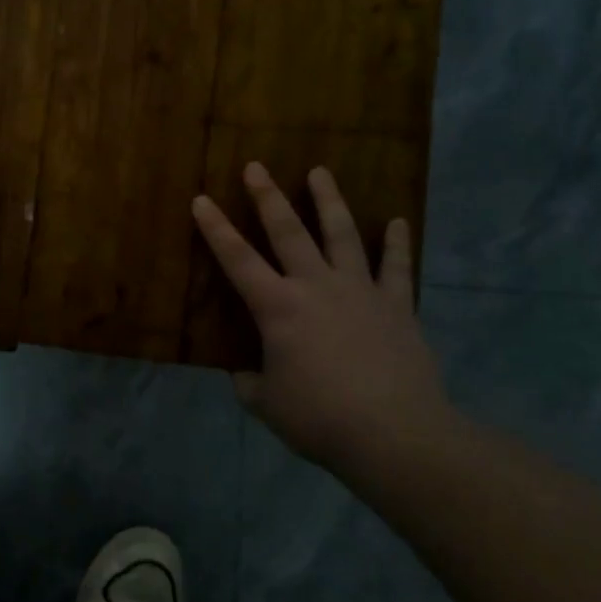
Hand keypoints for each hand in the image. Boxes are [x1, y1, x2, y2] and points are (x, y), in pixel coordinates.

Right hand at [192, 164, 448, 465]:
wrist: (394, 435)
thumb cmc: (320, 418)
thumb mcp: (267, 404)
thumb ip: (250, 382)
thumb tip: (245, 373)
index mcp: (277, 308)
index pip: (237, 260)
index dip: (216, 228)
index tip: (201, 199)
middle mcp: (315, 287)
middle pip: (288, 232)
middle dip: (268, 197)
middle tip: (256, 166)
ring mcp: (359, 292)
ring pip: (341, 235)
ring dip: (329, 201)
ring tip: (320, 171)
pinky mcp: (396, 306)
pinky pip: (396, 267)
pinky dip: (397, 243)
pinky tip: (399, 221)